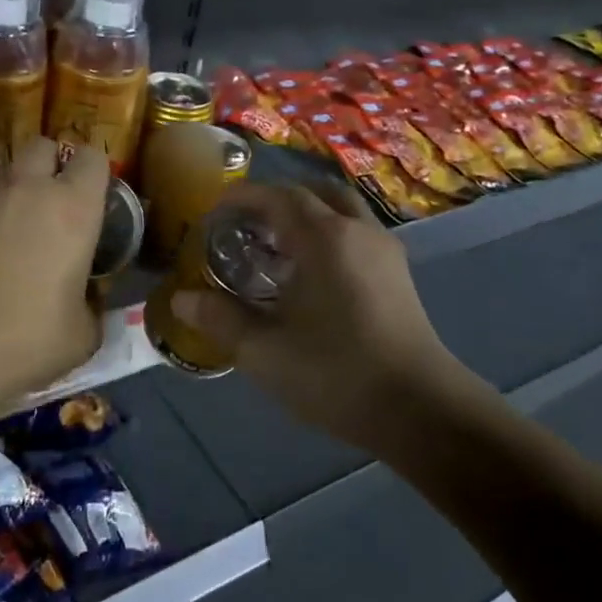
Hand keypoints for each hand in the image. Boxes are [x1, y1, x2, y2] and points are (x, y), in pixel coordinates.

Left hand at [0, 138, 108, 408]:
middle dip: (52, 164)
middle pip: (43, 146)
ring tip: (22, 236)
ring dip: (19, 194)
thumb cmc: (30, 337)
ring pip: (8, 176)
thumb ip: (93, 305)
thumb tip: (88, 303)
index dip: (96, 172)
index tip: (97, 198)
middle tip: (57, 202)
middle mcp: (29, 191)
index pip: (92, 157)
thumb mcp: (83, 333)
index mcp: (73, 208)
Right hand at [168, 182, 486, 450]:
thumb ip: (220, 318)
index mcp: (323, 237)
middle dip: (277, 200)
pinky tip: (313, 275)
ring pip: (341, 210)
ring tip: (278, 248)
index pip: (277, 196)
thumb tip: (181, 299)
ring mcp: (384, 250)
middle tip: (248, 225)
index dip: (242, 197)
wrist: (420, 409)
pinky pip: (357, 233)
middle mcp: (357, 230)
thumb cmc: (336, 373)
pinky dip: (330, 234)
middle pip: (314, 192)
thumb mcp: (264, 350)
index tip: (214, 211)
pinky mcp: (399, 274)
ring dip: (308, 216)